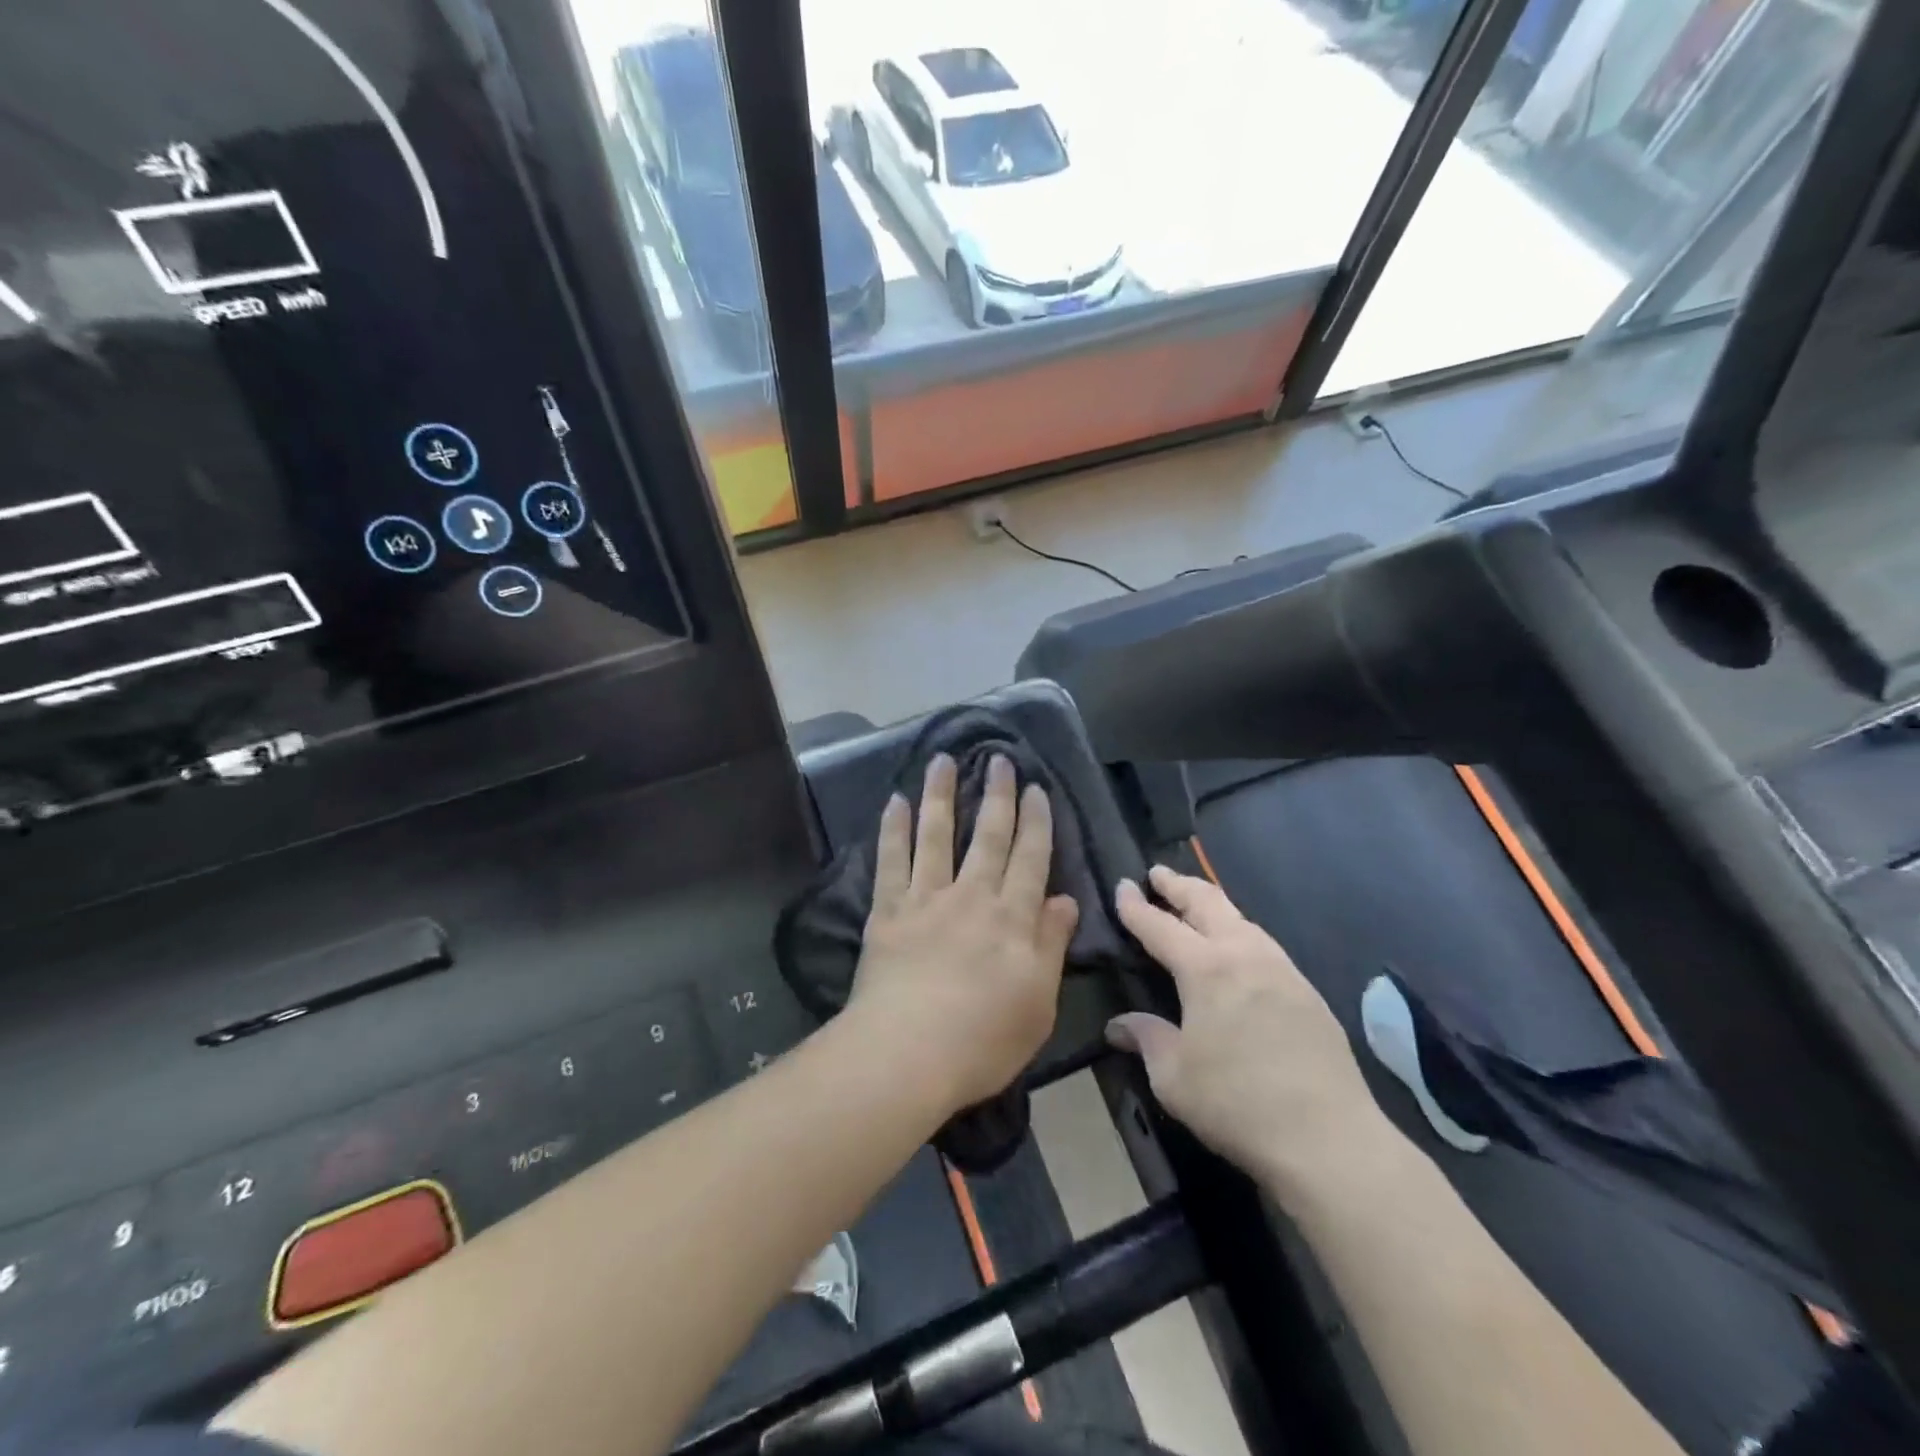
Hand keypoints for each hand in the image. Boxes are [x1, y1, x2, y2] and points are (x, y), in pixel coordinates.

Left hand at [849, 753, 1079, 1112]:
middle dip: (997, 796)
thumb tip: (1066, 900)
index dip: (1036, 822)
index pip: (1030, 859)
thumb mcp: (1038, 1002)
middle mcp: (971, 897)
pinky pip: (891, 861)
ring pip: (937, 835)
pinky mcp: (887, 912)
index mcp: (1012, 918)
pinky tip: (895, 801)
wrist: (907, 1054)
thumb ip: (1051, 945)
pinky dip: (894, 829)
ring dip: (942, 795)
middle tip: (1000, 760)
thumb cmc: (983, 1039)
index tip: (1036, 789)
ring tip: (943, 760)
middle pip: (988, 836)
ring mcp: (926, 900)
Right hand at [1109, 866, 1389, 1200]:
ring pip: (1241, 918)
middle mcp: (1244, 954)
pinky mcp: (1307, 992)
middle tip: (1158, 875)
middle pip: (1207, 902)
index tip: (1122, 885)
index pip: (1160, 925)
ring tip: (1196, 905)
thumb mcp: (1173, 1077)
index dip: (1136, 906)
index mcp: (1205, 968)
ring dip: (1212, 904)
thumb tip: (1119, 1026)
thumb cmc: (1236, 1102)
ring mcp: (1282, 969)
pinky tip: (1238, 950)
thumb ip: (1147, 1040)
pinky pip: (1264, 944)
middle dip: (1179, 884)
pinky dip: (1240, 931)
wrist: (1329, 1138)